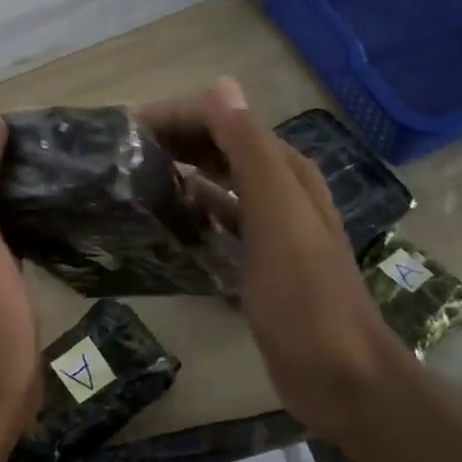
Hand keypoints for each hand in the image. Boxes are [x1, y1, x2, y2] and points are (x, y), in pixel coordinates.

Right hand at [142, 78, 416, 433]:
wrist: (338, 374)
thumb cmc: (303, 295)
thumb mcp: (277, 216)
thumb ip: (250, 151)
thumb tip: (220, 86)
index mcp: (287, 172)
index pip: (228, 121)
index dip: (180, 115)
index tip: (127, 127)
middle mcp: (282, 191)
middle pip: (224, 148)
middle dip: (178, 139)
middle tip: (124, 151)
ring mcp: (272, 229)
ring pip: (222, 183)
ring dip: (185, 171)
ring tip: (136, 177)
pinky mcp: (261, 262)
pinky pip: (222, 222)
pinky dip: (197, 210)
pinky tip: (169, 219)